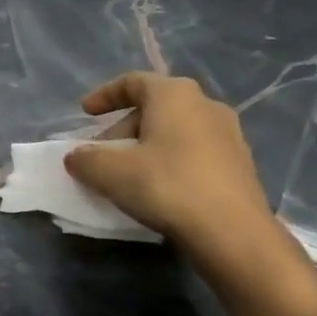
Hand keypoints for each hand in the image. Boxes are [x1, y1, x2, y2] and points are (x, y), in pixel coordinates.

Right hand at [64, 73, 316, 308]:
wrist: (234, 233)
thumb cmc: (168, 187)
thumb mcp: (111, 173)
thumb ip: (86, 159)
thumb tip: (76, 156)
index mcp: (174, 95)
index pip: (133, 82)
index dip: (105, 95)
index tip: (86, 113)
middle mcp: (205, 105)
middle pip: (154, 107)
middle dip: (122, 128)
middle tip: (102, 154)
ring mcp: (229, 135)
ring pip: (175, 131)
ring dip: (147, 146)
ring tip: (127, 174)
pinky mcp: (240, 164)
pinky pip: (194, 152)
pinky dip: (170, 161)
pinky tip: (159, 189)